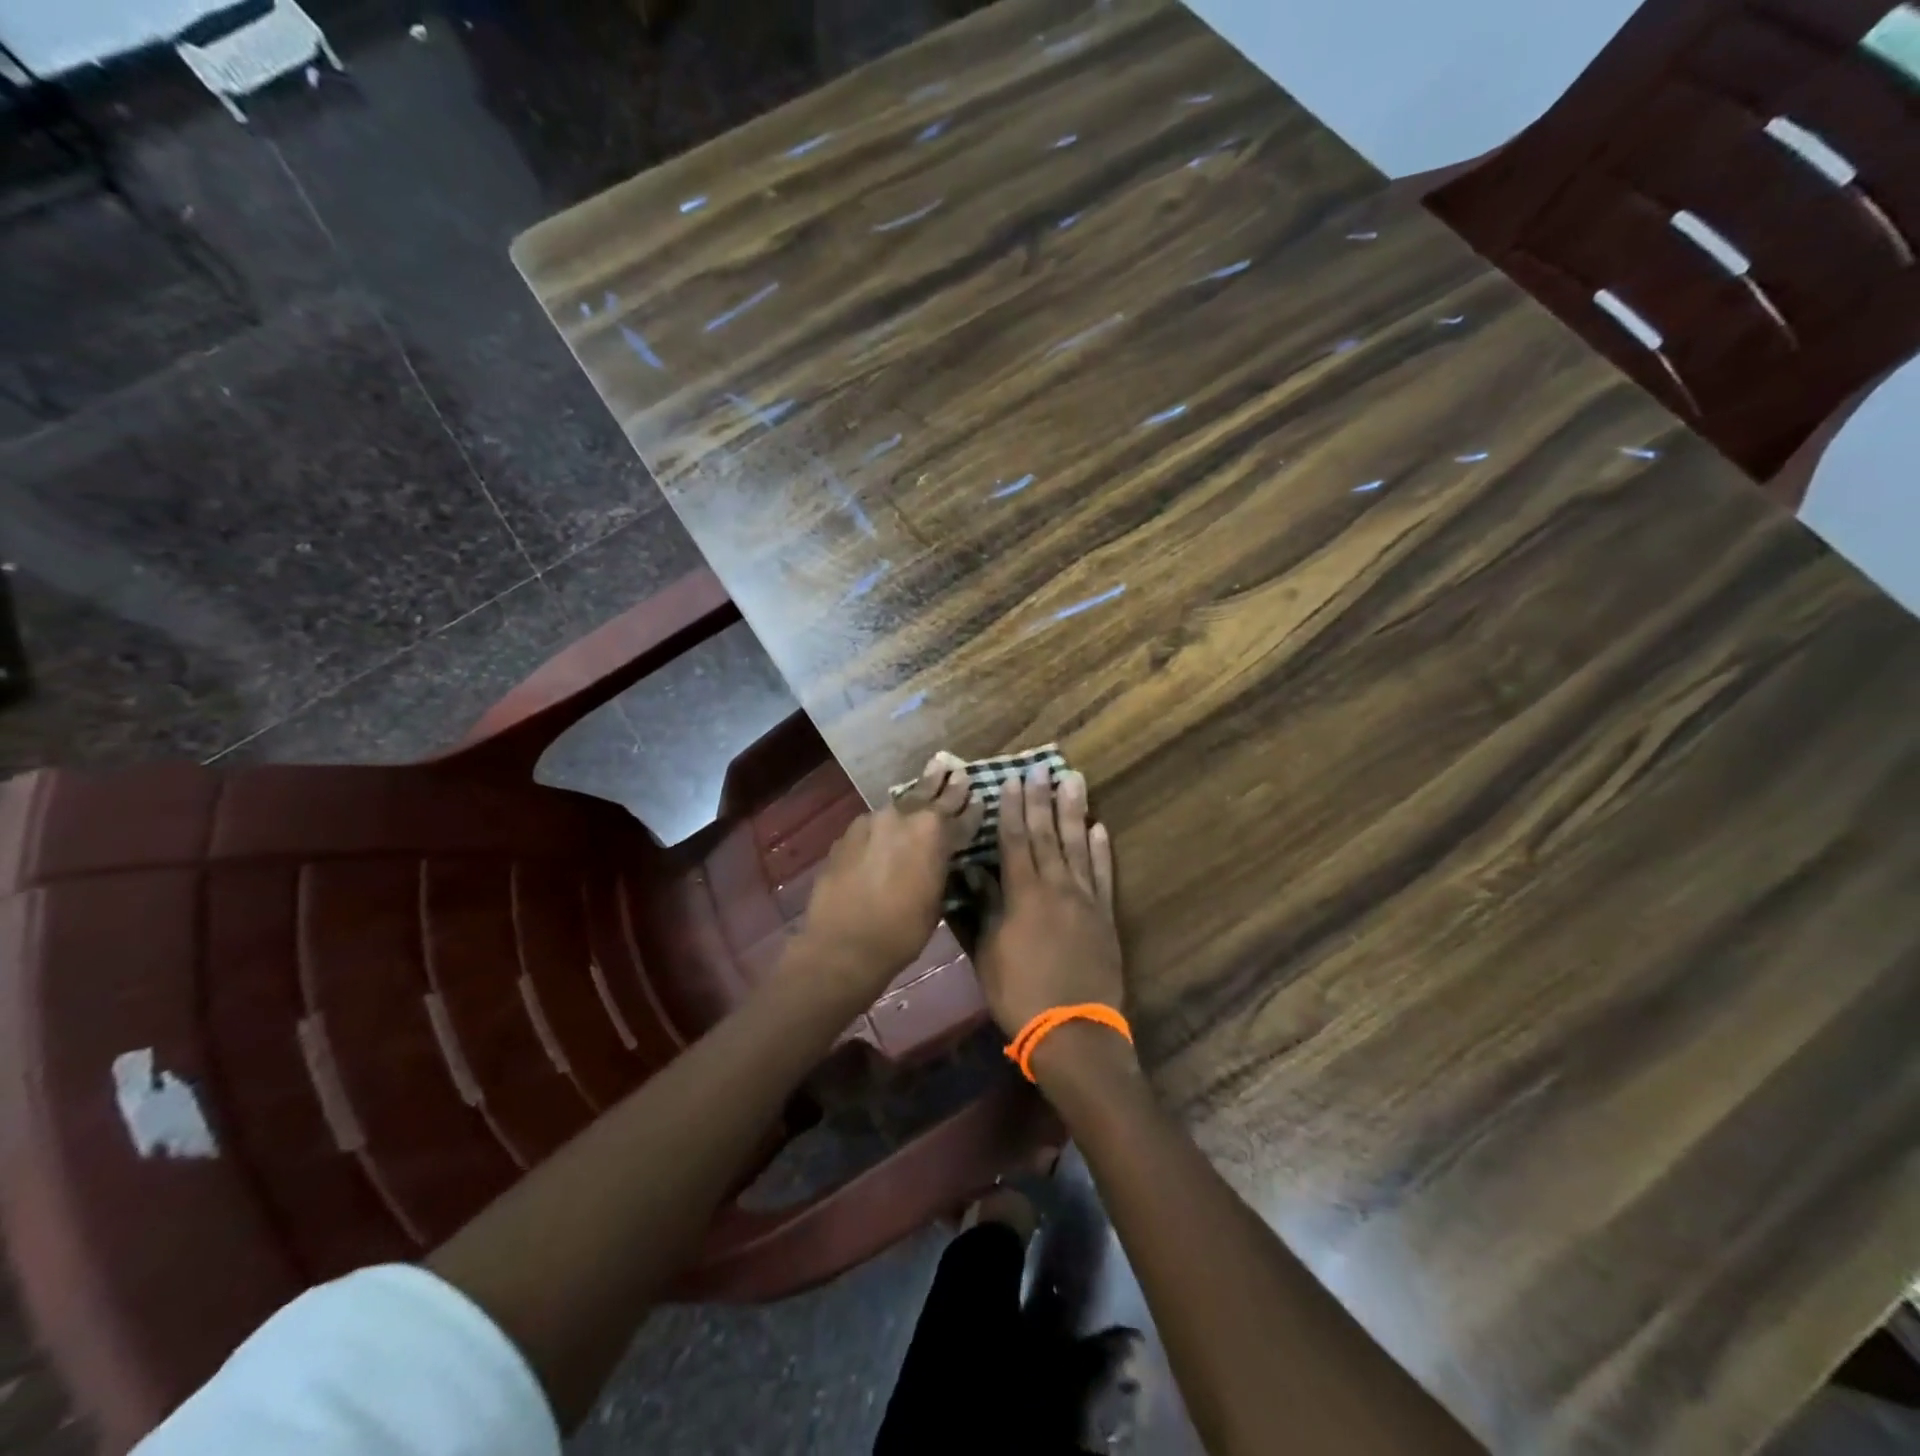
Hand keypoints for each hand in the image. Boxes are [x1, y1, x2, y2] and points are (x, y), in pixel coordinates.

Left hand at [792, 752, 982, 1004]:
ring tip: (928, 779)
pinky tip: (889, 823)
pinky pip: (875, 822)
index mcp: (935, 834)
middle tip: (955, 768)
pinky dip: (887, 821)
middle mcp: (905, 818)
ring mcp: (873, 822)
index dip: (973, 808)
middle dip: (946, 783)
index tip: (980, 796)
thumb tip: (942, 855)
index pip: (962, 815)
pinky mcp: (849, 833)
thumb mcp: (936, 900)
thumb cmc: (902, 931)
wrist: (843, 944)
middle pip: (931, 795)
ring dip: (916, 795)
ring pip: (901, 804)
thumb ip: (941, 867)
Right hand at [975, 763, 1123, 1037]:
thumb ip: (985, 909)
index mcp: (1023, 894)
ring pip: (1079, 845)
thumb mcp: (989, 953)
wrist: (1073, 1031)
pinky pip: (1104, 874)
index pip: (1014, 840)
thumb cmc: (1020, 994)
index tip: (1011, 780)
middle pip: (1047, 834)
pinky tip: (1100, 829)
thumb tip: (977, 874)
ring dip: (1075, 811)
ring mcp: (1085, 899)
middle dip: (1041, 799)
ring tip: (1074, 780)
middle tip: (1041, 768)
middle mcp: (1056, 886)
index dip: (1011, 809)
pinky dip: (1102, 850)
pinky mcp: (1105, 915)